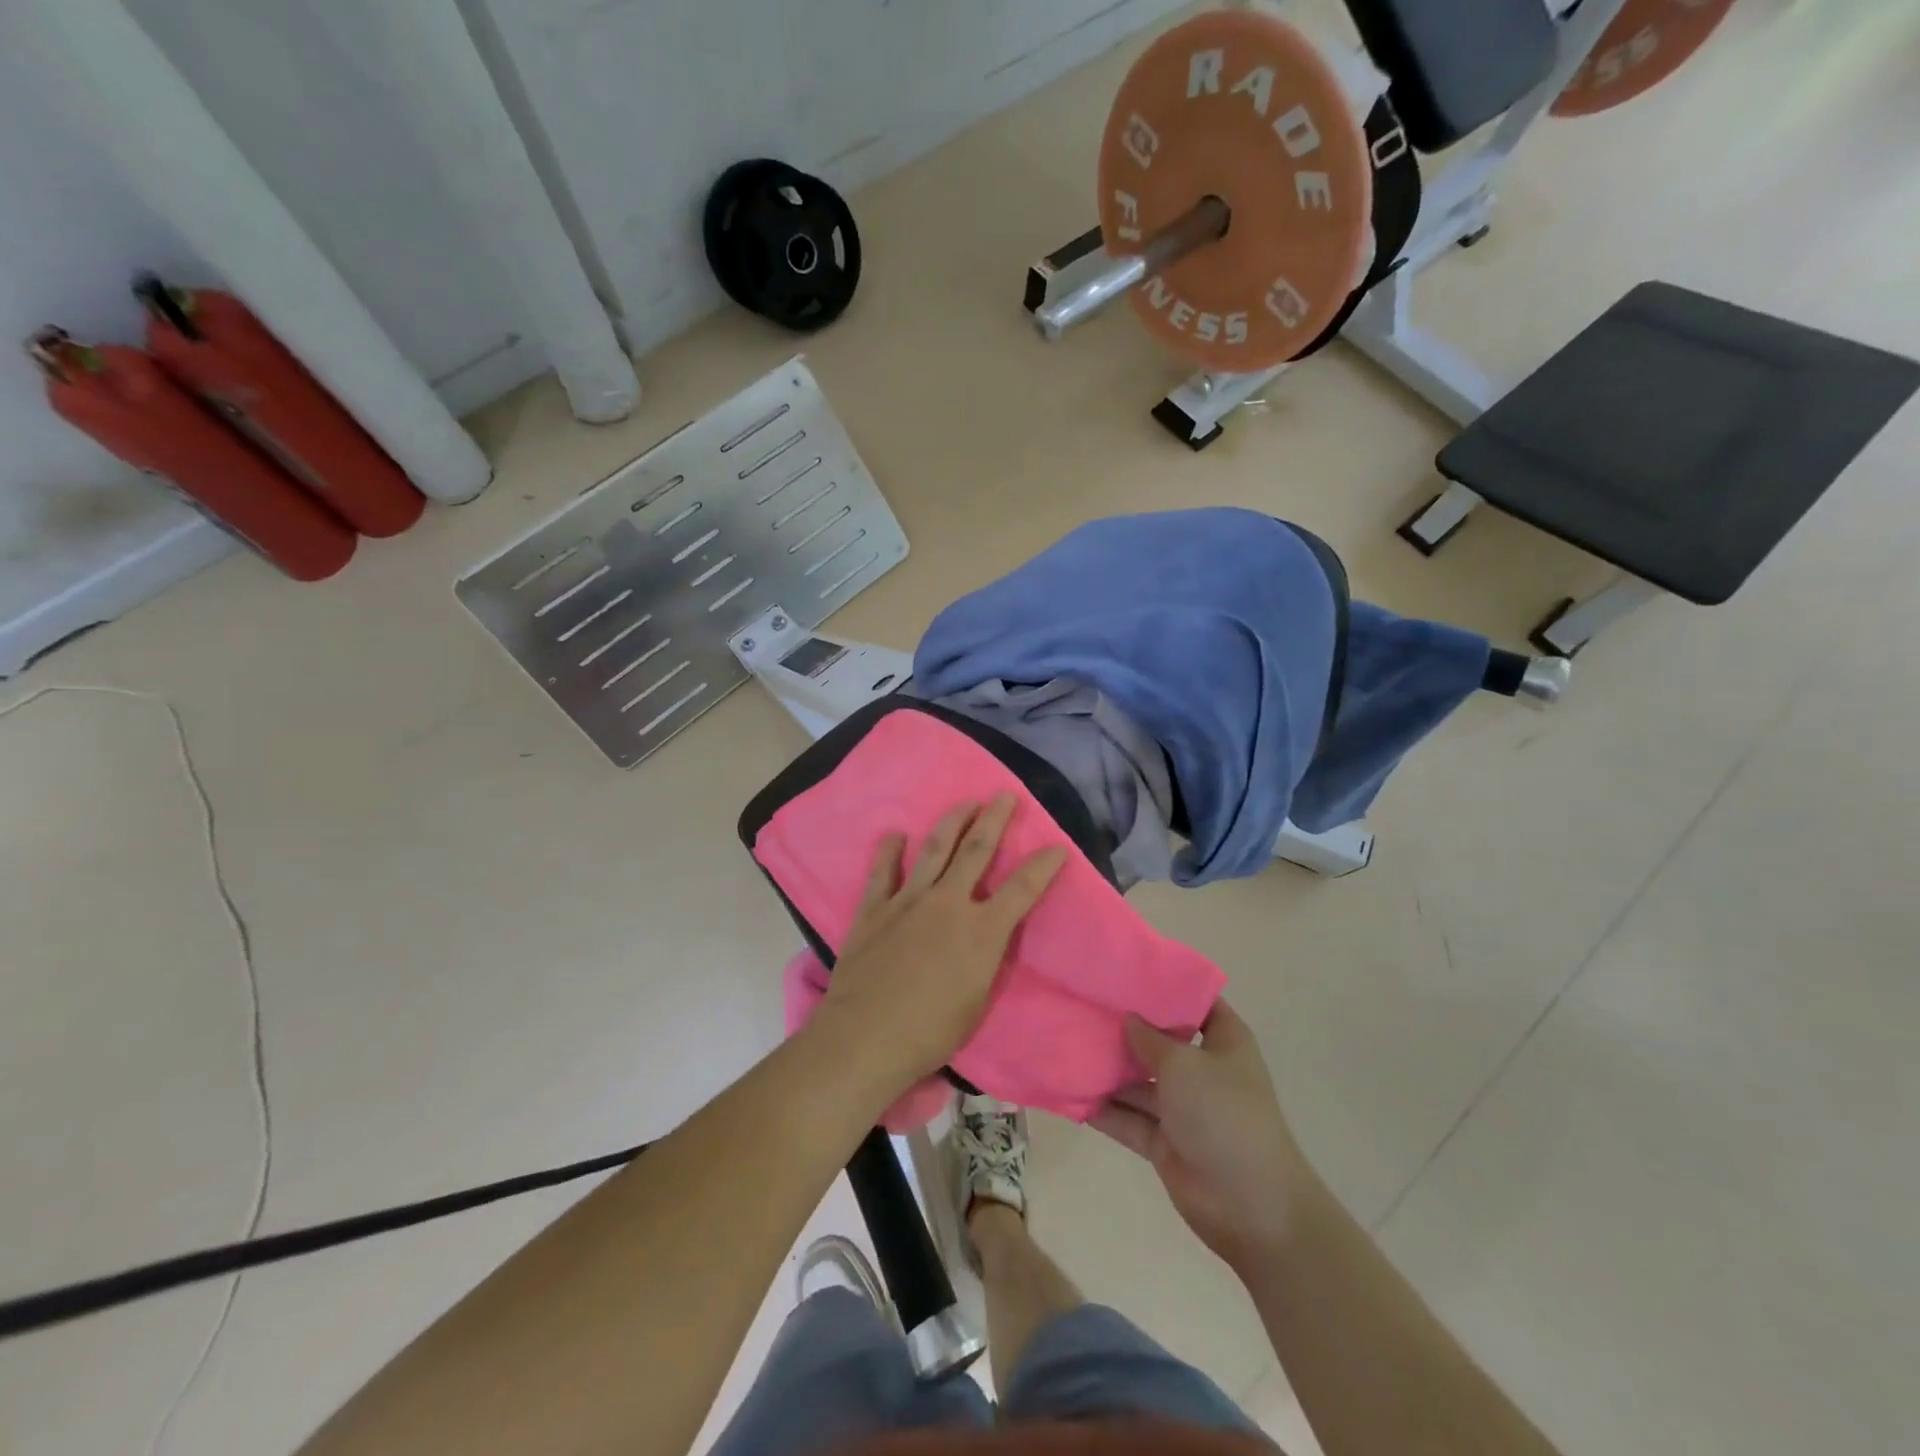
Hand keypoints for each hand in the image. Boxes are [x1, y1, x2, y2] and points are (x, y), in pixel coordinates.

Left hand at [814, 794, 1067, 1093]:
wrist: (866, 1037)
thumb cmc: (931, 1032)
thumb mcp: (977, 999)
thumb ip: (986, 959)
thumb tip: (987, 937)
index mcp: (981, 930)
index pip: (1023, 889)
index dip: (1043, 865)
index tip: (1057, 846)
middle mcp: (948, 903)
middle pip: (976, 850)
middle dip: (994, 820)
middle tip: (1005, 796)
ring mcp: (908, 901)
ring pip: (933, 850)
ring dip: (952, 822)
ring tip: (964, 803)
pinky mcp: (874, 909)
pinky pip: (882, 872)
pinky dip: (889, 851)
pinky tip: (894, 835)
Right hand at [1090, 1000, 1315, 1269]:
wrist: (1250, 1205)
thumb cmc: (1223, 1114)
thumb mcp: (1184, 1064)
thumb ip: (1150, 1038)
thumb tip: (1128, 1017)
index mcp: (1223, 1041)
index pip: (1196, 1001)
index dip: (1167, 986)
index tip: (1126, 971)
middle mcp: (1203, 1069)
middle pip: (1160, 1040)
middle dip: (1125, 1027)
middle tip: (1082, 1003)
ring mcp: (1183, 1108)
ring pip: (1139, 1081)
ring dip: (1108, 1069)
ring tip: (1065, 1043)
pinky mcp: (1164, 1142)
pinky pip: (1128, 1118)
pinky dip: (1103, 1109)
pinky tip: (1069, 1091)